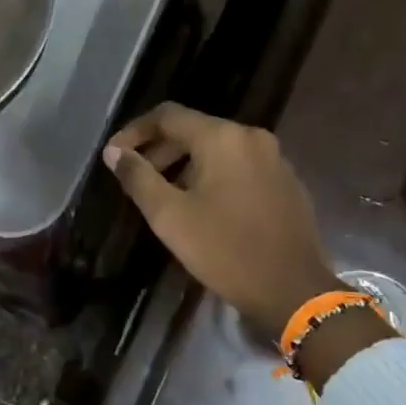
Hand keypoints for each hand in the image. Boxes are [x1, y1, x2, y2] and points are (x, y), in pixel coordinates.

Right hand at [104, 103, 339, 335]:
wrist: (291, 289)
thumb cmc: (224, 249)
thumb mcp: (169, 216)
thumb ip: (138, 178)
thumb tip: (115, 152)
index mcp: (222, 138)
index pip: (167, 115)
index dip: (135, 131)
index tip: (114, 155)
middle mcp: (251, 137)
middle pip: (194, 129)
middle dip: (160, 150)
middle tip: (136, 178)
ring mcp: (274, 159)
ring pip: (218, 149)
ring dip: (185, 164)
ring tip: (165, 195)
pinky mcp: (286, 182)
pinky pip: (239, 167)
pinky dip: (213, 176)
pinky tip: (203, 207)